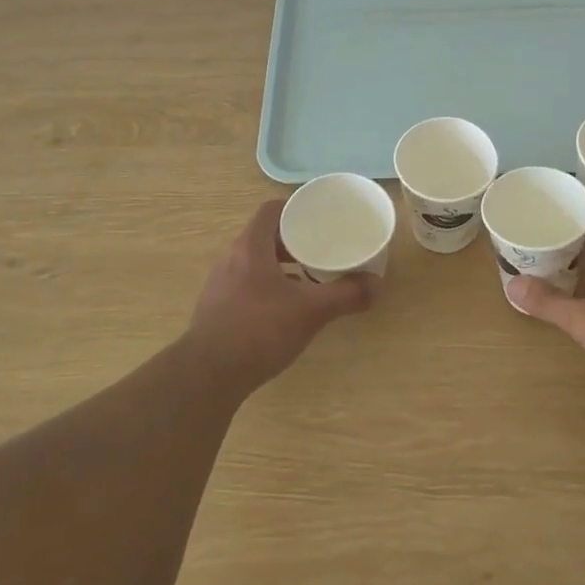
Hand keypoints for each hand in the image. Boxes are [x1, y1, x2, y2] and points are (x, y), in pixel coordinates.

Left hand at [186, 201, 376, 391]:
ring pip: (255, 262)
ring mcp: (220, 285)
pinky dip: (268, 286)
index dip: (295, 208)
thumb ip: (345, 295)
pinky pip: (246, 284)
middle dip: (293, 239)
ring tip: (308, 277)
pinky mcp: (216, 309)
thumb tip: (376, 285)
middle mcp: (231, 259)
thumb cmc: (259, 331)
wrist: (208, 376)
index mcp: (251, 248)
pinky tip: (285, 308)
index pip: (271, 210)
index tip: (319, 217)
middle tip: (321, 247)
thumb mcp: (310, 311)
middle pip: (264, 236)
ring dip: (280, 264)